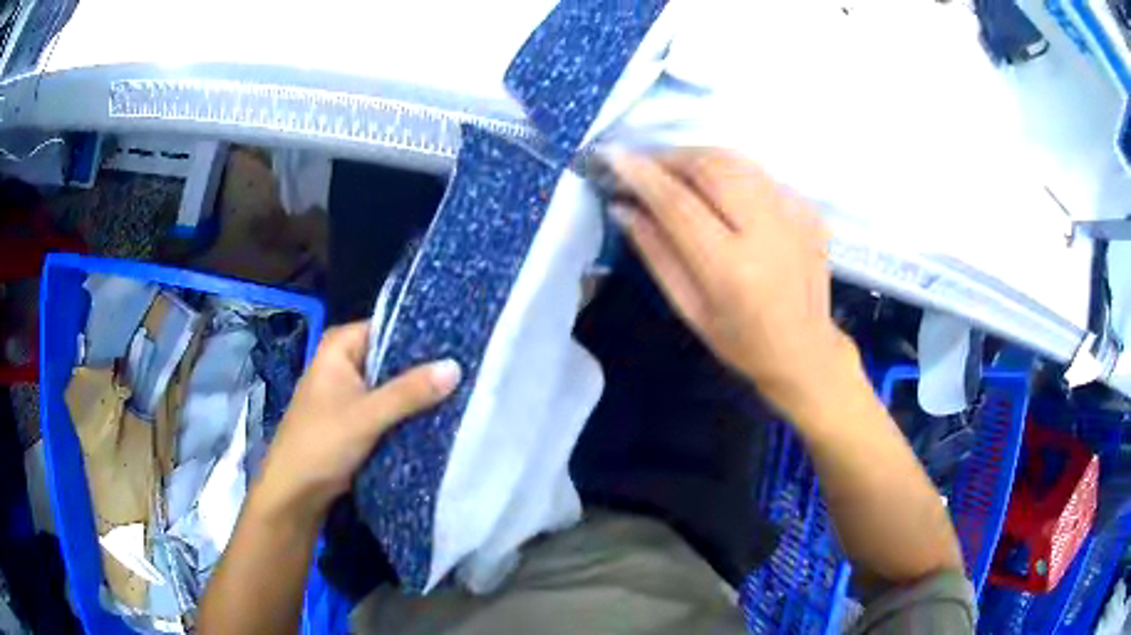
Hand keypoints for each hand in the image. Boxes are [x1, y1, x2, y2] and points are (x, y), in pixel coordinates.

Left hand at [252, 321, 460, 526]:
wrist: (297, 491)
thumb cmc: (321, 443)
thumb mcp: (366, 415)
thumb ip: (409, 392)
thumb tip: (456, 367)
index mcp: (340, 346)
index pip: (390, 326)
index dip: (425, 334)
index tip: (463, 342)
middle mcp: (347, 361)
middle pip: (394, 356)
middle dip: (427, 366)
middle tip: (472, 368)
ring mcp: (353, 390)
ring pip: (395, 384)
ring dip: (421, 391)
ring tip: (467, 388)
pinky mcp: (360, 417)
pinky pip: (392, 406)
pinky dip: (411, 411)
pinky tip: (445, 413)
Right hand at [609, 149, 857, 416]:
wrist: (806, 348)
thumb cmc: (741, 340)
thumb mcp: (689, 308)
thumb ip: (656, 253)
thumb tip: (623, 207)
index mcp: (732, 268)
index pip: (678, 204)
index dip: (642, 175)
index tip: (613, 157)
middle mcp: (768, 232)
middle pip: (711, 166)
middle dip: (671, 157)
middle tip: (647, 168)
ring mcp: (796, 215)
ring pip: (737, 160)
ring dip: (700, 159)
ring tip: (679, 174)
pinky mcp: (809, 209)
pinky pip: (760, 174)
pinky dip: (732, 174)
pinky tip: (724, 196)